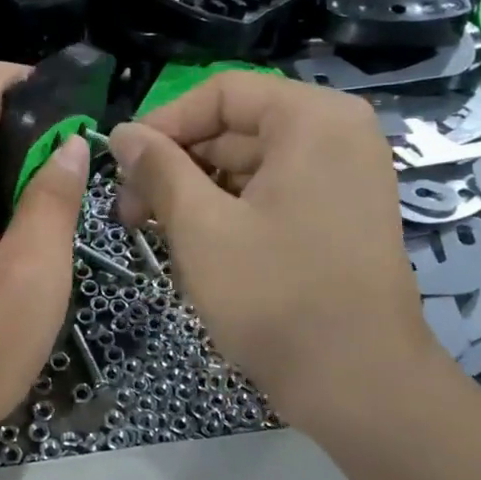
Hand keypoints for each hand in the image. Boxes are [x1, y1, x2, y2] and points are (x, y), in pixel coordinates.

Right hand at [107, 72, 444, 421]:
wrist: (359, 386)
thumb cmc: (276, 296)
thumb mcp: (200, 227)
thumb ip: (157, 169)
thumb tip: (121, 132)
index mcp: (312, 120)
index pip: (220, 93)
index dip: (162, 124)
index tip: (122, 166)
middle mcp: (336, 135)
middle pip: (234, 127)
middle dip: (175, 165)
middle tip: (129, 212)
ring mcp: (342, 177)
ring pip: (247, 164)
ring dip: (195, 192)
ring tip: (155, 233)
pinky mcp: (337, 214)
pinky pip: (269, 192)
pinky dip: (227, 211)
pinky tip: (194, 245)